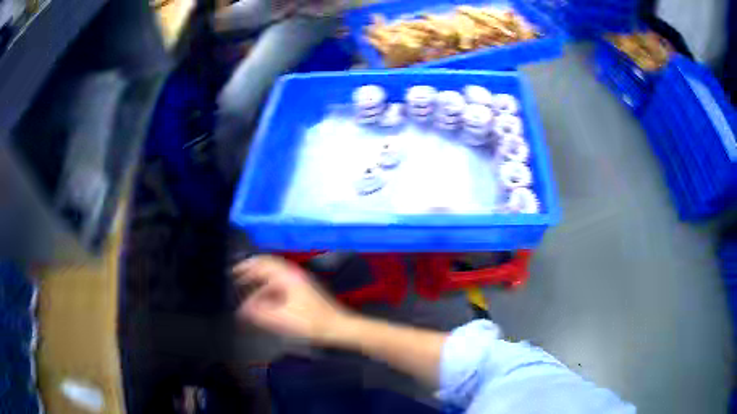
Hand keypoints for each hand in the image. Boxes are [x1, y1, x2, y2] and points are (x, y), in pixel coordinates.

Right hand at [233, 255, 351, 343]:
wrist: (339, 327)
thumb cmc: (311, 322)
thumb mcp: (281, 318)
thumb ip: (259, 313)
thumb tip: (241, 309)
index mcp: (288, 276)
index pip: (262, 263)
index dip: (245, 266)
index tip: (232, 272)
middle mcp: (293, 275)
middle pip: (267, 269)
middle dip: (251, 275)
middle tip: (236, 283)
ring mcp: (300, 283)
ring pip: (274, 279)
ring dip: (259, 285)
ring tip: (246, 297)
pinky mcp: (304, 292)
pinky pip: (281, 287)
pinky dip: (269, 292)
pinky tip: (263, 305)